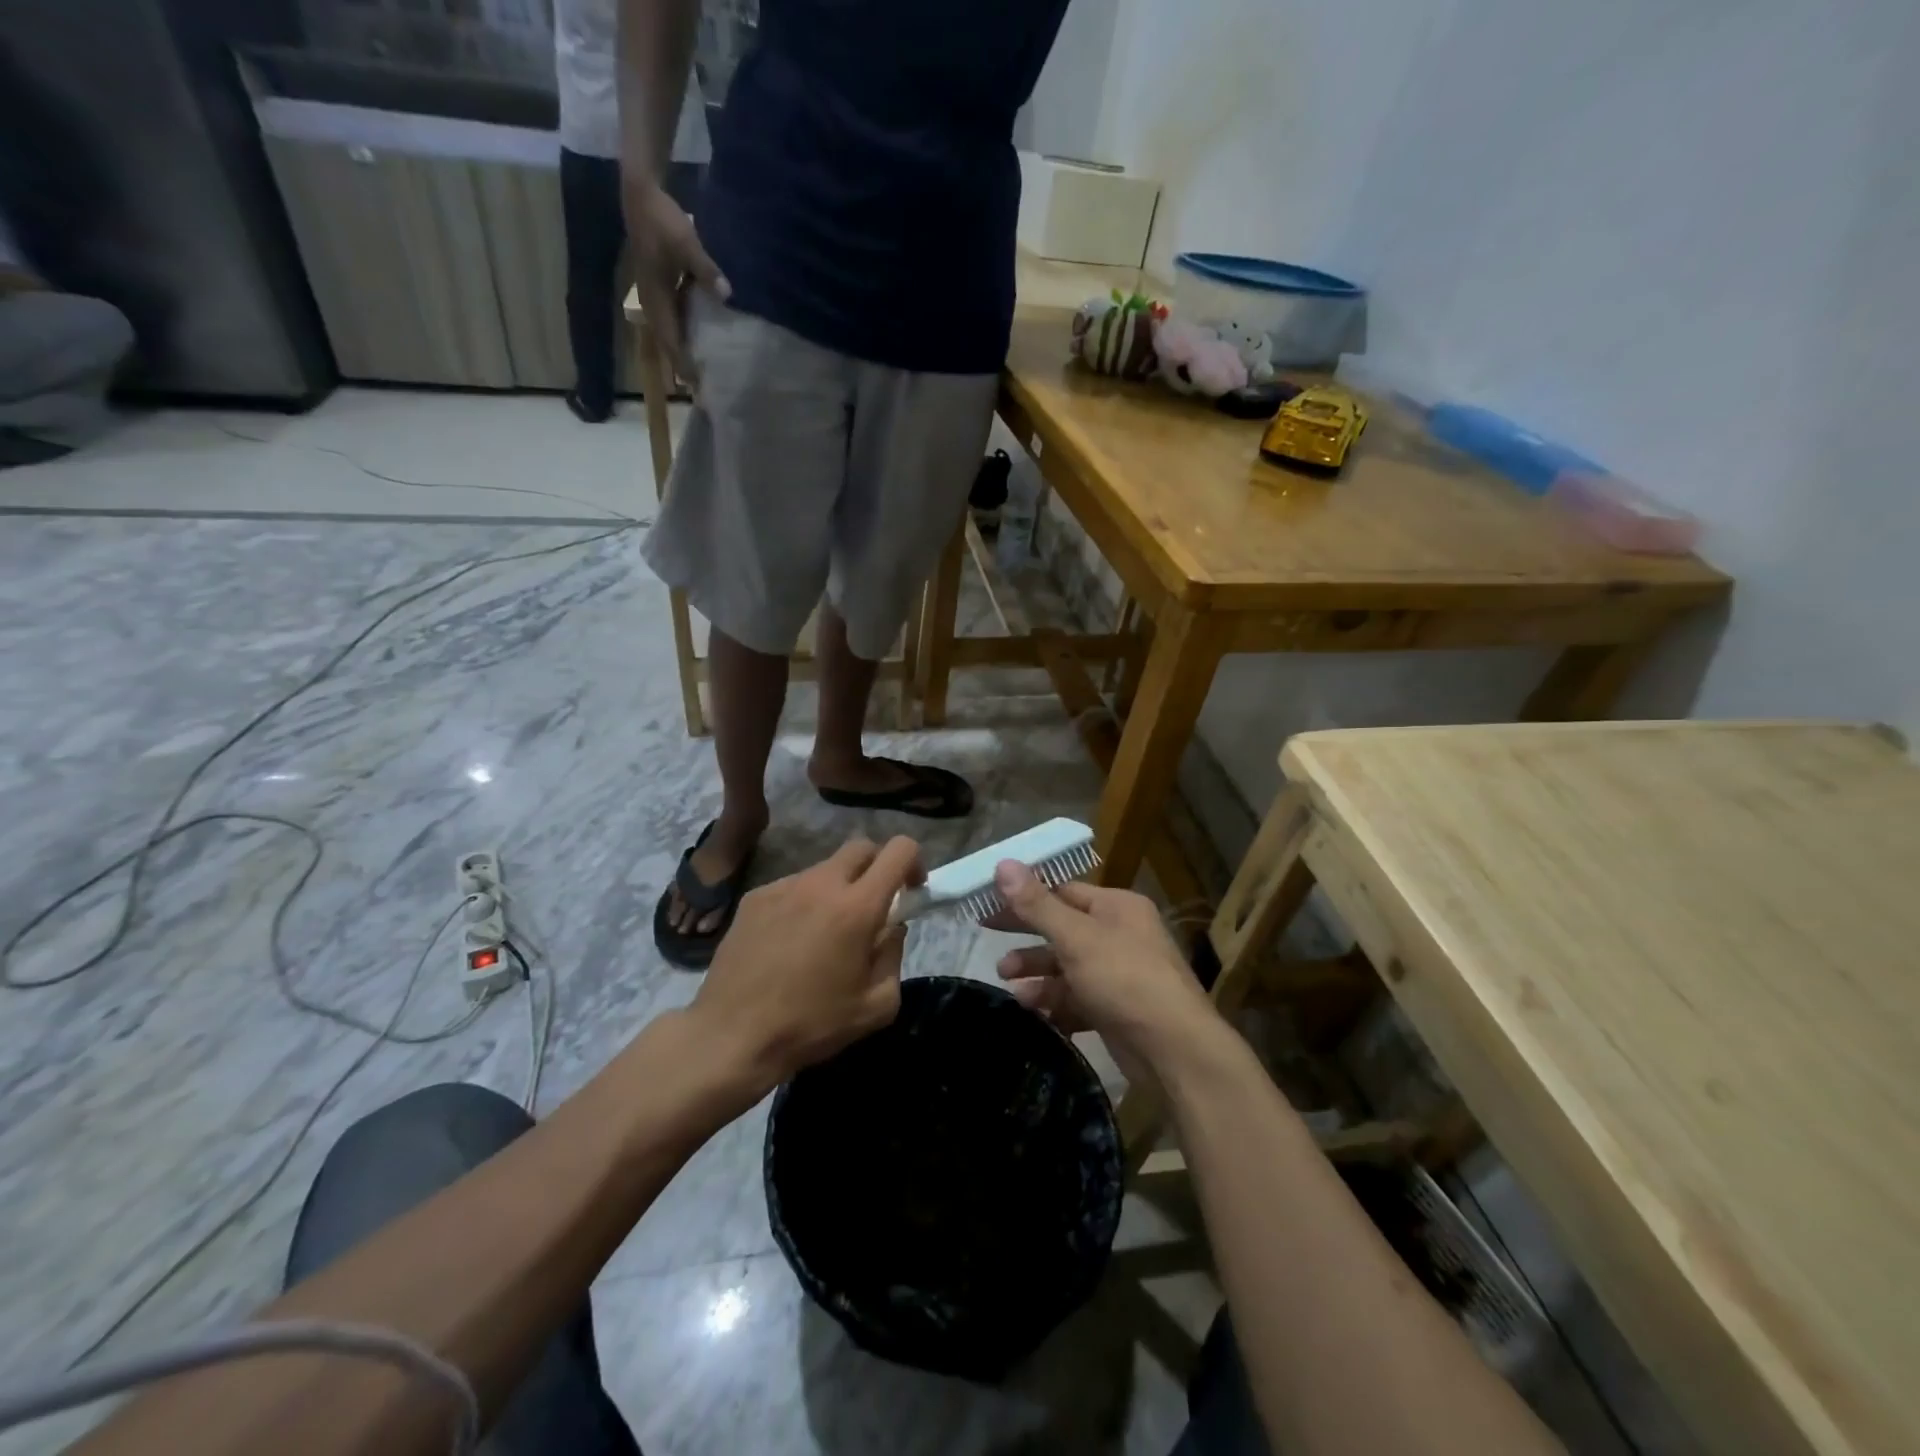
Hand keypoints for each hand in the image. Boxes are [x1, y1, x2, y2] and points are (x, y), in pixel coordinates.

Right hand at [621, 171, 726, 382]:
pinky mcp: (661, 291)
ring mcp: (655, 298)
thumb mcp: (686, 242)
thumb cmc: (661, 220)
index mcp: (655, 299)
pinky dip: (687, 335)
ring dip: (685, 354)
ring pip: (670, 335)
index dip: (684, 365)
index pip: (670, 342)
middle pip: (668, 344)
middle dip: (684, 367)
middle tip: (705, 391)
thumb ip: (706, 269)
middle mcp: (653, 304)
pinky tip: (704, 342)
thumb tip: (728, 294)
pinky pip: (674, 321)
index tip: (699, 386)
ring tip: (705, 374)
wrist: (640, 195)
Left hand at [692, 836, 921, 1096]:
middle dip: (877, 866)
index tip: (911, 890)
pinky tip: (790, 941)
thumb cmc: (811, 1025)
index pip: (899, 849)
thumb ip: (894, 956)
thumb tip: (892, 927)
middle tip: (873, 905)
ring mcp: (784, 887)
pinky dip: (804, 902)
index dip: (914, 862)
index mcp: (857, 907)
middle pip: (861, 847)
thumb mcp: (876, 1006)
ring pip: (825, 868)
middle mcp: (821, 884)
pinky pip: (793, 886)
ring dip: (838, 888)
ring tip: (825, 933)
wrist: (731, 1036)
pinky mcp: (755, 897)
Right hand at [986, 860, 1217, 1080]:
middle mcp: (1120, 935)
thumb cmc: (1124, 978)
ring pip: (1067, 967)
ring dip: (1036, 973)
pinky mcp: (1116, 1010)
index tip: (990, 904)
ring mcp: (1119, 975)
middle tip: (987, 941)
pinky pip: (1077, 999)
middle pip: (1063, 929)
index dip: (1026, 896)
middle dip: (1027, 938)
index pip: (1064, 892)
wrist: (1174, 1051)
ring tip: (1007, 983)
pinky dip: (1053, 1002)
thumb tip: (1002, 864)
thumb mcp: (1076, 937)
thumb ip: (1037, 904)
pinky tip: (1030, 1009)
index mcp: (1117, 907)